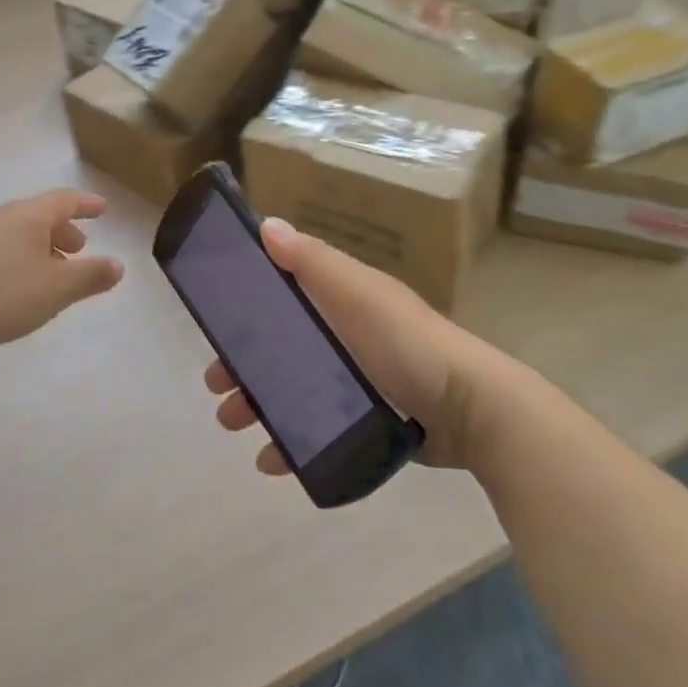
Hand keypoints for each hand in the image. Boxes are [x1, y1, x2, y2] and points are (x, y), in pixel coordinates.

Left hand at [0, 190, 124, 356]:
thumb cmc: (6, 295)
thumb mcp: (58, 288)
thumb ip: (91, 276)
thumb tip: (118, 266)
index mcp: (26, 215)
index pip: (64, 200)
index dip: (86, 204)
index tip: (103, 209)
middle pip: (38, 215)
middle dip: (62, 230)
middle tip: (78, 251)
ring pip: (16, 232)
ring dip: (39, 246)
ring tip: (50, 272)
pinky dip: (17, 257)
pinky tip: (17, 285)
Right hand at [204, 218, 503, 473]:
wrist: (472, 411)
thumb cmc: (408, 344)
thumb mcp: (358, 293)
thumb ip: (312, 262)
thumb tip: (266, 225)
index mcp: (341, 301)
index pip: (283, 296)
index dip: (246, 309)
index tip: (215, 327)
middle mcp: (345, 337)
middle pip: (281, 347)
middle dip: (244, 365)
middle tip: (216, 387)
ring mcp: (356, 381)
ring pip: (292, 390)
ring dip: (257, 404)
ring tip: (234, 424)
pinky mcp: (366, 422)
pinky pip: (317, 429)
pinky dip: (290, 442)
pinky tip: (271, 460)